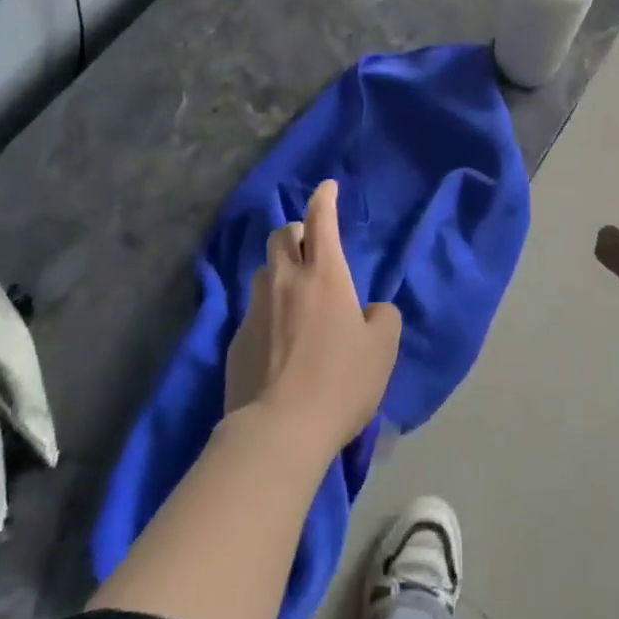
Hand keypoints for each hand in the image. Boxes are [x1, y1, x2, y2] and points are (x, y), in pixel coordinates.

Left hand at [224, 180, 402, 457]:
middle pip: (281, 235)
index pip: (321, 219)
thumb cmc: (339, 382)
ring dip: (279, 270)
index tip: (328, 187)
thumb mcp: (382, 349)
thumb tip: (371, 311)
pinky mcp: (236, 341)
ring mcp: (255, 309)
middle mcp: (285, 281)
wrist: (278, 432)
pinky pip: (253, 310)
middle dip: (296, 232)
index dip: (324, 197)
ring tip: (293, 293)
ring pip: (264, 271)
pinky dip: (268, 311)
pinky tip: (278, 340)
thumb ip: (383, 318)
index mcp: (324, 274)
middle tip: (310, 248)